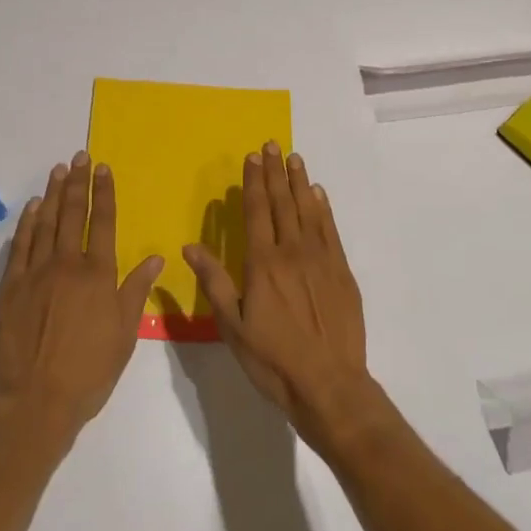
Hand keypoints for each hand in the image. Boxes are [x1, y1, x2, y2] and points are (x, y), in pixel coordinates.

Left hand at [0, 152, 162, 446]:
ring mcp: (35, 272)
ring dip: (53, 194)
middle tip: (79, 156)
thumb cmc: (88, 372)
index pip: (103, 222)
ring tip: (58, 170)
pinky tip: (33, 207)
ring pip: (46, 222)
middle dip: (78, 182)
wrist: (34, 402)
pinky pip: (20, 245)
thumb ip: (137, 290)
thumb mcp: (124, 334)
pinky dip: (27, 223)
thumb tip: (157, 256)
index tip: (103, 168)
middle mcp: (67, 264)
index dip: (104, 193)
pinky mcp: (10, 287)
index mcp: (98, 274)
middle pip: (73, 213)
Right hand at [183, 143, 377, 455]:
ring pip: (308, 209)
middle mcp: (292, 251)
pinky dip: (323, 208)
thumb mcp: (233, 327)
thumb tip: (190, 246)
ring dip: (299, 181)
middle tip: (272, 144)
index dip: (253, 181)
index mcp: (263, 263)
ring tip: (294, 158)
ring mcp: (320, 258)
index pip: (256, 210)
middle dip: (275, 171)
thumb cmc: (273, 360)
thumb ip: (213, 282)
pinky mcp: (341, 271)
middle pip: (282, 202)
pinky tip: (319, 194)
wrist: (330, 385)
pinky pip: (330, 229)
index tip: (252, 156)